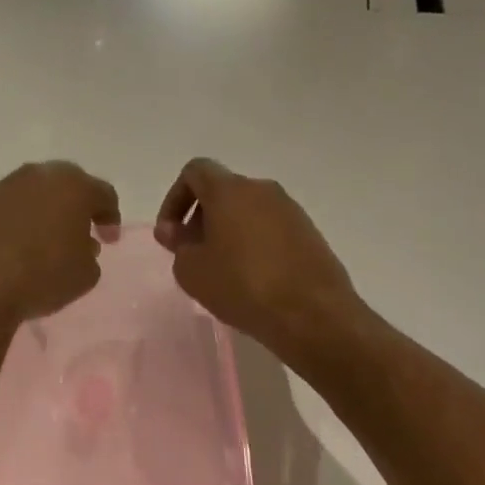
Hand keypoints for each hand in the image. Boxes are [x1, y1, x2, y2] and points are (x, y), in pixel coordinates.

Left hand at [0, 162, 120, 325]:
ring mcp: (3, 187)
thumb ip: (90, 254)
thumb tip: (79, 244)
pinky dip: (14, 221)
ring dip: (43, 211)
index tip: (108, 240)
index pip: (103, 194)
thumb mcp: (85, 275)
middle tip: (79, 231)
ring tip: (43, 240)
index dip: (110, 217)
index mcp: (73, 188)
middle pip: (67, 183)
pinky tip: (13, 246)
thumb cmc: (41, 278)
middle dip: (76, 205)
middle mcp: (38, 176)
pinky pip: (6, 208)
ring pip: (33, 192)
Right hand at [154, 158, 359, 361]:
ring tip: (222, 270)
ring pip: (248, 210)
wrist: (312, 313)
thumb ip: (177, 245)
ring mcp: (290, 210)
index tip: (172, 234)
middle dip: (201, 218)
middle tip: (194, 255)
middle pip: (222, 191)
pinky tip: (252, 278)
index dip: (175, 199)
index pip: (195, 171)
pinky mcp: (309, 232)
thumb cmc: (242, 286)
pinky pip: (270, 228)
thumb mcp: (192, 271)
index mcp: (230, 190)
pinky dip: (254, 243)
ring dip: (228, 232)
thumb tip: (174, 231)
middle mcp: (262, 190)